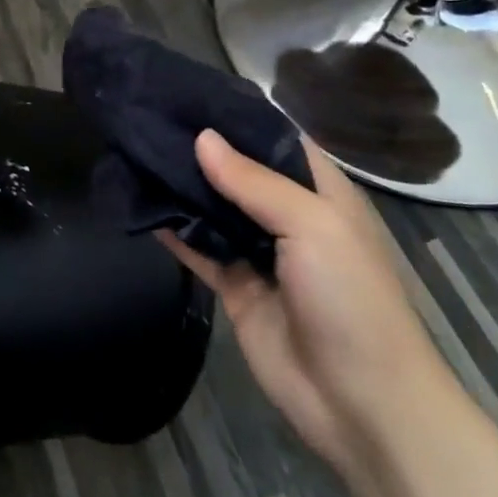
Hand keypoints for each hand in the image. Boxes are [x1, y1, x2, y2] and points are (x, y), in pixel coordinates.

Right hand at [158, 130, 451, 475]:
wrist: (361, 404)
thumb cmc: (351, 299)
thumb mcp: (313, 226)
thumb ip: (253, 181)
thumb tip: (201, 138)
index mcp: (319, 191)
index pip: (274, 137)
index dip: (236, 114)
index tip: (187, 92)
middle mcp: (287, 214)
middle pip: (238, 170)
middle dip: (199, 147)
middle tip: (147, 117)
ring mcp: (260, 252)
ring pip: (213, 207)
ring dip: (181, 185)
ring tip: (135, 150)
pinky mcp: (235, 286)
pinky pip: (199, 248)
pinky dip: (173, 230)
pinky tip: (140, 205)